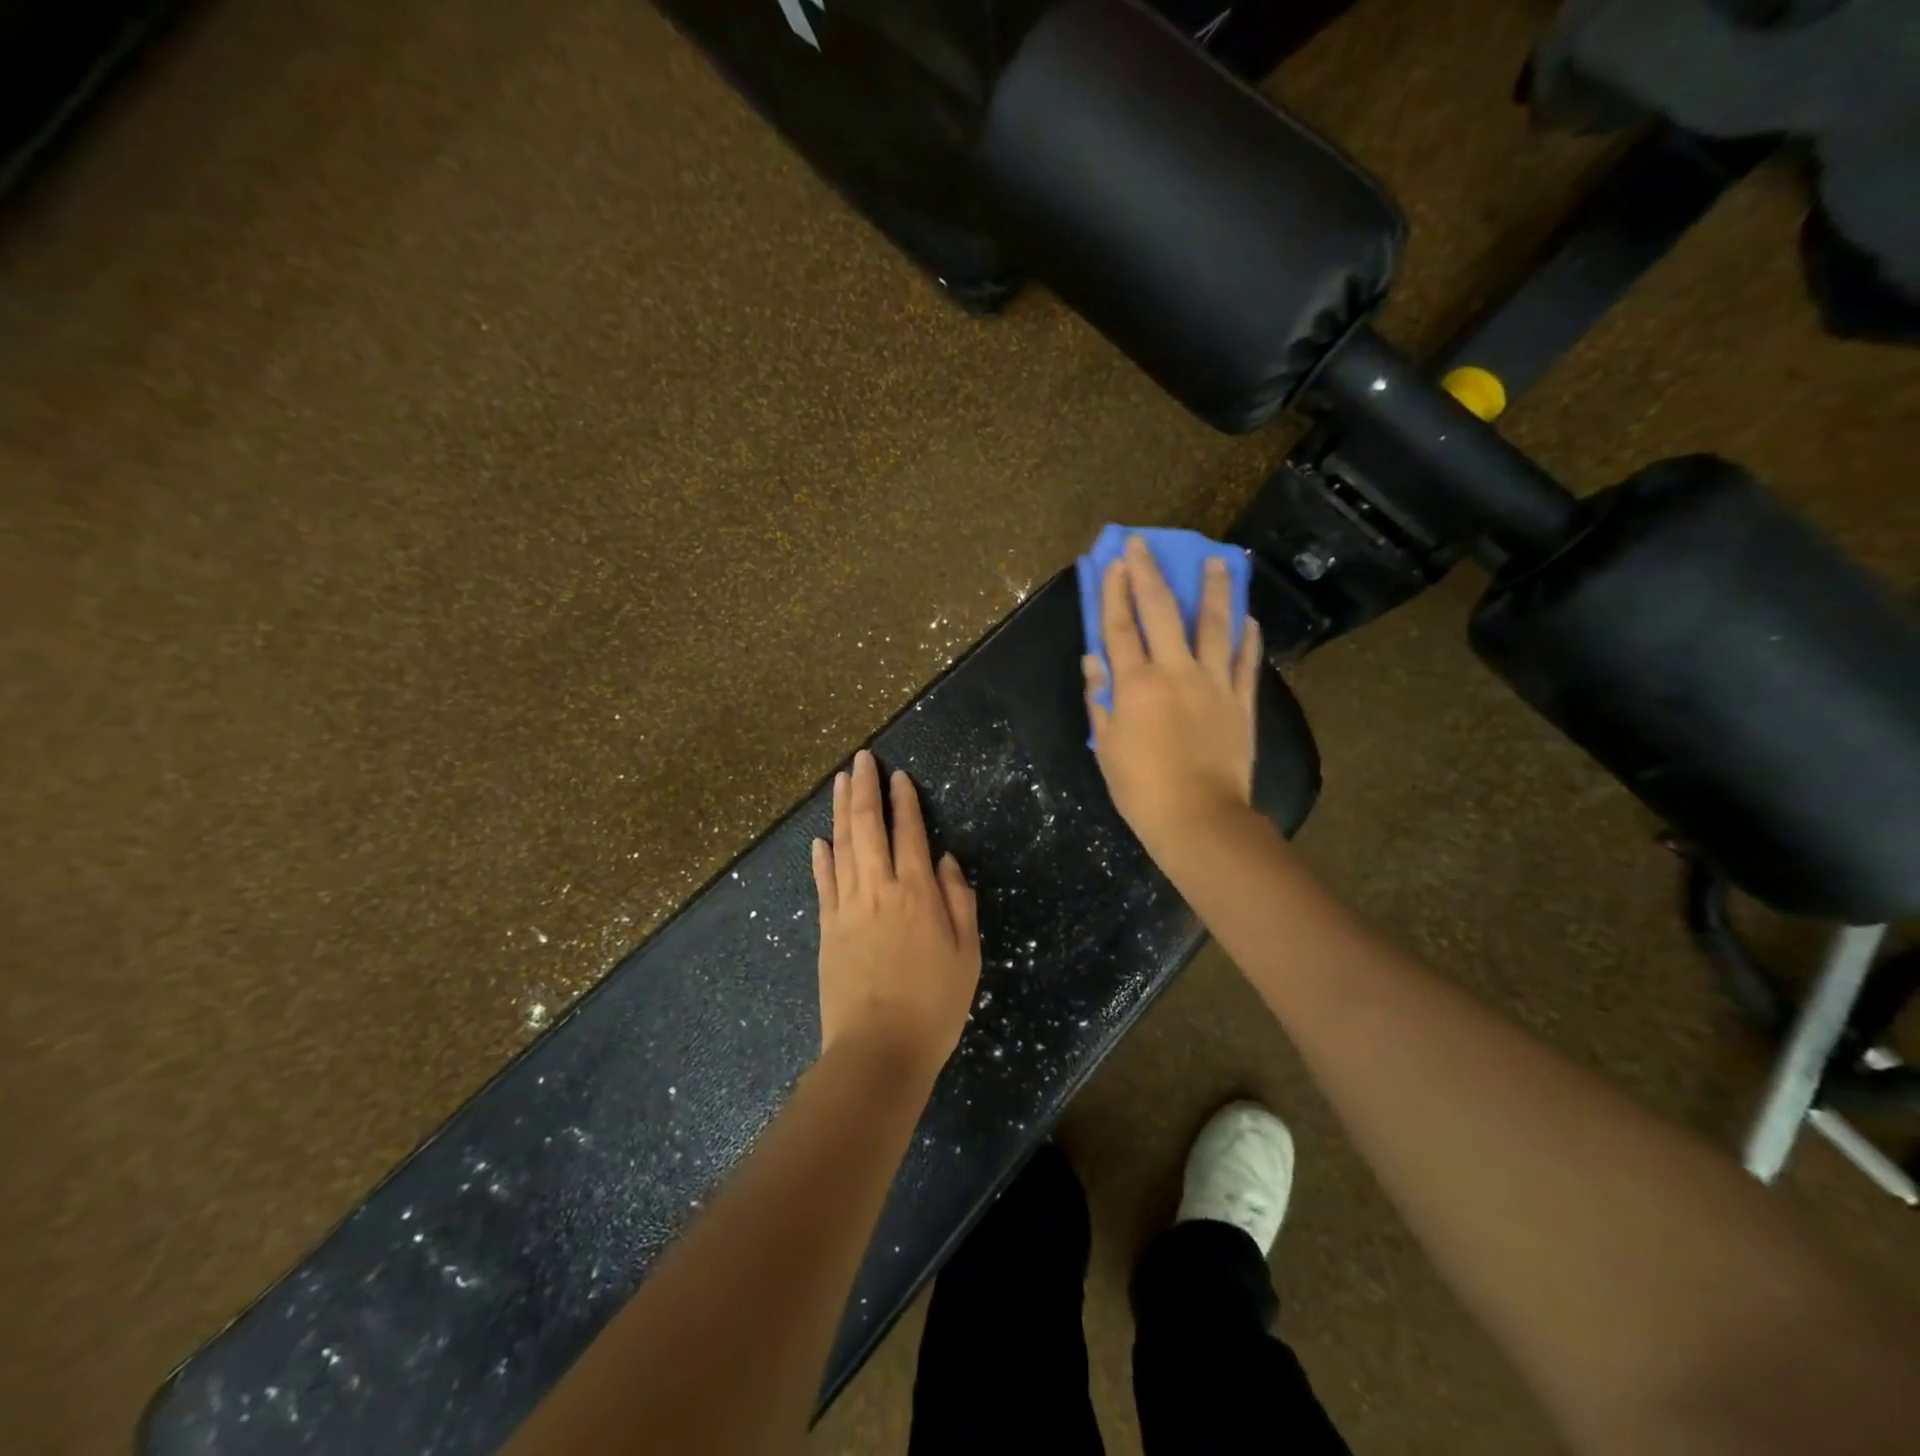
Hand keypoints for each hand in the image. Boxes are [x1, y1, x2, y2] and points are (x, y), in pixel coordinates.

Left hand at [812, 749, 981, 1078]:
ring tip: (841, 781)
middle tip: (862, 759)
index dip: (904, 801)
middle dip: (865, 789)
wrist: (879, 1049)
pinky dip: (821, 857)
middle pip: (869, 827)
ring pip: (842, 846)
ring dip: (841, 810)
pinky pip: (823, 883)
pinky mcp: (826, 928)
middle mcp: (879, 890)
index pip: (909, 833)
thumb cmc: (934, 1004)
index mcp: (917, 894)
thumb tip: (945, 860)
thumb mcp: (967, 955)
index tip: (898, 776)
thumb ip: (959, 901)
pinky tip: (820, 840)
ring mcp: (847, 907)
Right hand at [1084, 536, 1261, 858]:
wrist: (1198, 817)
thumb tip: (1094, 661)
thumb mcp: (1106, 746)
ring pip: (1215, 625)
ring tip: (1217, 560)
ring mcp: (1214, 683)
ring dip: (1213, 590)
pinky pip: (1246, 661)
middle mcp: (1176, 672)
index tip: (1112, 562)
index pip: (1120, 628)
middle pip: (1161, 612)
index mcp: (1136, 685)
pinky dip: (1248, 637)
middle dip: (1149, 574)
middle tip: (1143, 544)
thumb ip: (1099, 699)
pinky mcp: (1242, 701)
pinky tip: (1248, 617)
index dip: (1114, 592)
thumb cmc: (1140, 788)